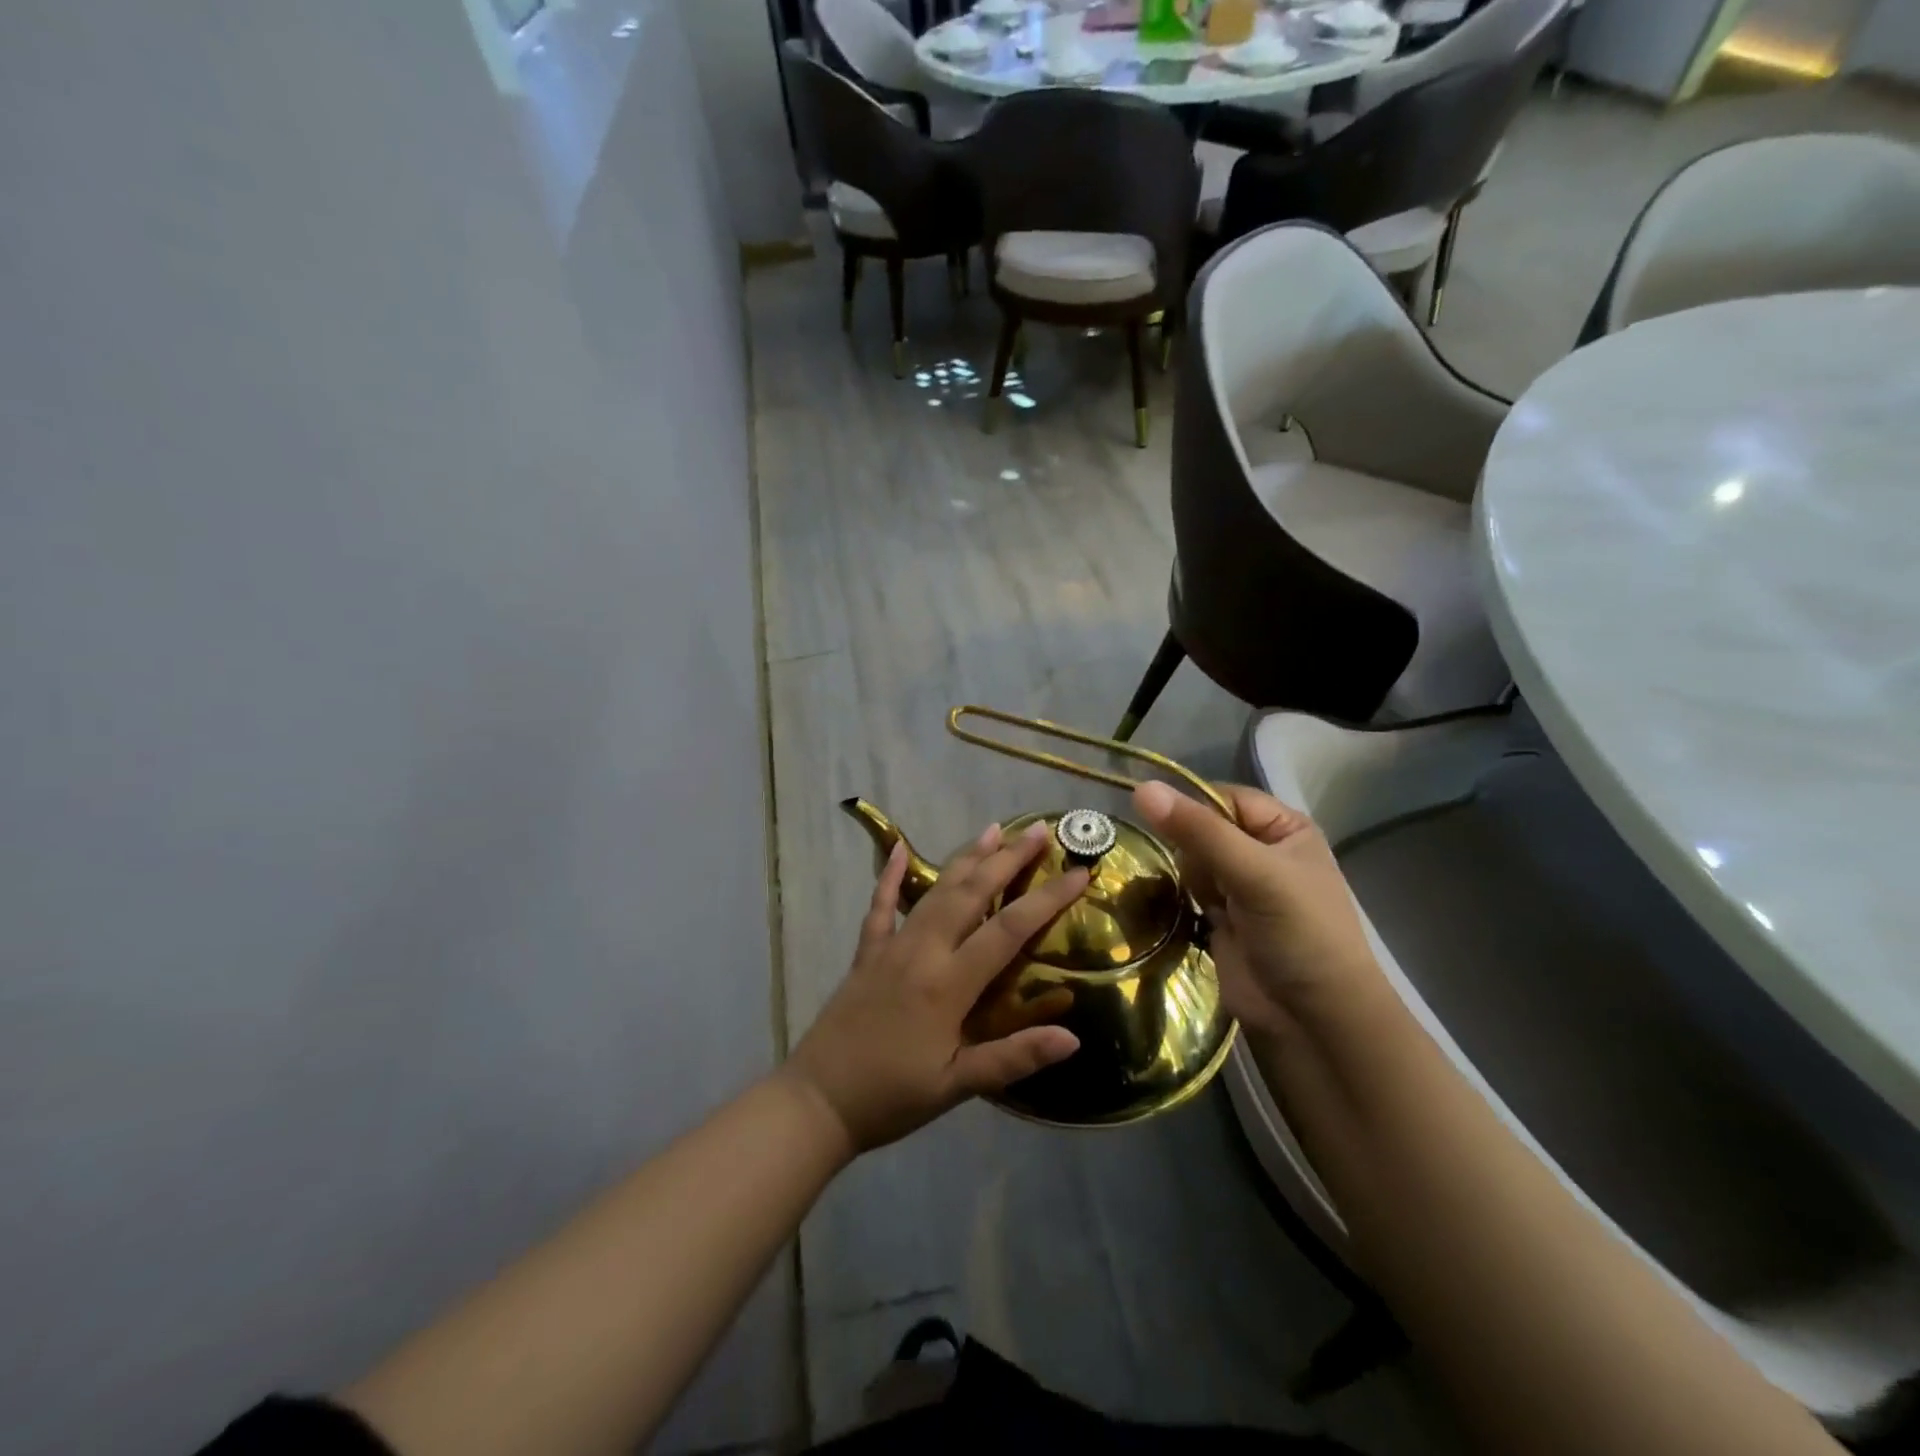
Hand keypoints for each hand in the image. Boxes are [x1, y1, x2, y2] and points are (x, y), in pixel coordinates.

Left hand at [784, 821, 1086, 1153]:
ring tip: (992, 829)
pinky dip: (888, 875)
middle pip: (972, 893)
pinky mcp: (866, 953)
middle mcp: (922, 951)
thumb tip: (1073, 1038)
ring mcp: (891, 946)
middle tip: (1038, 830)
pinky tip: (896, 848)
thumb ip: (1013, 1058)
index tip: (1080, 873)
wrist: (817, 1101)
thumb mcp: (957, 1086)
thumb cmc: (893, 1097)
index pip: (1009, 929)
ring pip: (934, 891)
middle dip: (1008, 859)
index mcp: (949, 983)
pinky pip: (880, 905)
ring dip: (966, 858)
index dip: (1048, 899)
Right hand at [1133, 780, 1382, 1038]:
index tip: (1161, 823)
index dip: (1192, 808)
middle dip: (1190, 849)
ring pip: (1190, 860)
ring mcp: (1241, 887)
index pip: (1223, 797)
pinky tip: (1184, 912)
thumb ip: (1198, 831)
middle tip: (1205, 882)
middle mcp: (1263, 852)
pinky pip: (1187, 891)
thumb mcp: (1254, 873)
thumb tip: (1140, 789)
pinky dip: (1181, 899)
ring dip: (1186, 877)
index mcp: (1285, 829)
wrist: (1312, 1022)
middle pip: (1203, 828)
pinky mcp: (1221, 918)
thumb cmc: (1299, 935)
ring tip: (1204, 904)